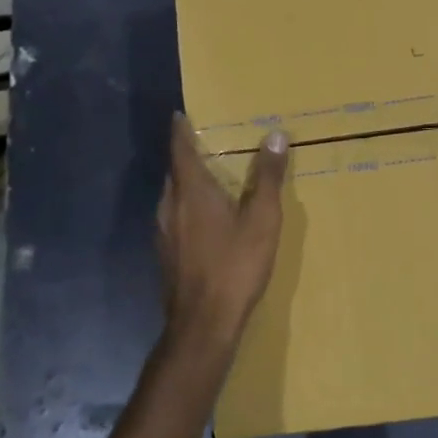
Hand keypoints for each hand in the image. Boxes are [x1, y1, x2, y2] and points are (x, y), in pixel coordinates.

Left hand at [156, 113, 288, 347]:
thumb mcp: (262, 219)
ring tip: (210, 178)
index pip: (180, 149)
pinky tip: (206, 220)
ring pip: (173, 196)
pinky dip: (187, 207)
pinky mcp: (165, 254)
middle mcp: (170, 205)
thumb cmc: (235, 265)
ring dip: (187, 183)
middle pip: (174, 171)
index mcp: (191, 190)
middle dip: (187, 155)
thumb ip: (268, 177)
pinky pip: (174, 217)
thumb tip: (274, 135)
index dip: (180, 130)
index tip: (181, 115)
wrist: (203, 322)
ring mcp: (163, 232)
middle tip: (208, 144)